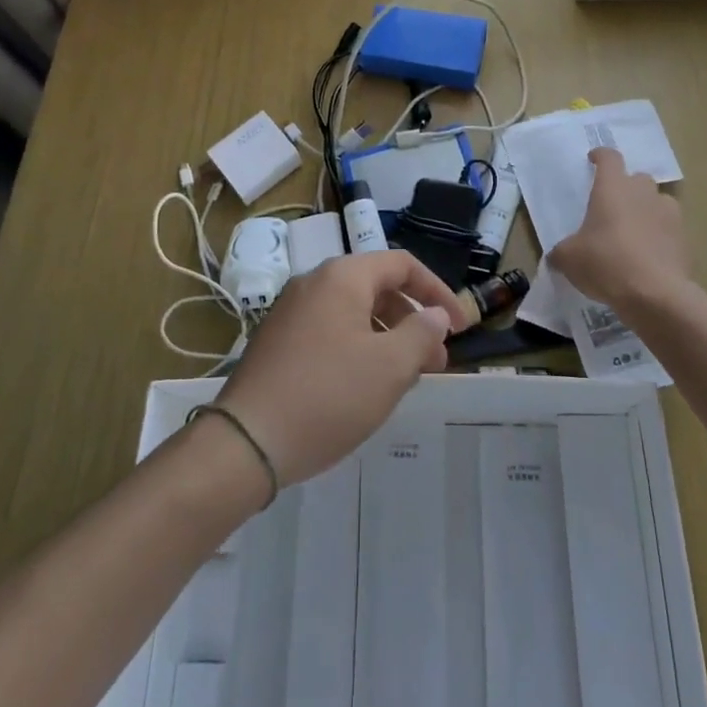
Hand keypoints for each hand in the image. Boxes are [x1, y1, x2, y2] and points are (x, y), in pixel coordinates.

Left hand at [215, 251, 470, 486]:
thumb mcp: (389, 368)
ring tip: (405, 378)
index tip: (461, 327)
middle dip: (412, 320)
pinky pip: (331, 330)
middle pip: (377, 287)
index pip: (402, 265)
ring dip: (387, 337)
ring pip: (354, 312)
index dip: (437, 292)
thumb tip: (435, 315)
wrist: (245, 441)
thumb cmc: (327, 396)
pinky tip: (365, 386)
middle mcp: (314, 282)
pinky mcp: (278, 340)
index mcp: (342, 277)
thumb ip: (421, 335)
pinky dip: (358, 347)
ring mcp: (291, 311)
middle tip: (436, 361)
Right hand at [549, 147, 691, 315]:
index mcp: (613, 188)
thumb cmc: (606, 263)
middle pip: (637, 178)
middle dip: (627, 188)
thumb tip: (558, 256)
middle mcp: (643, 193)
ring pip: (658, 203)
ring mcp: (669, 215)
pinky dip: (661, 239)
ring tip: (635, 233)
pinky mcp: (686, 240)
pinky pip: (671, 232)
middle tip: (613, 207)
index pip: (609, 157)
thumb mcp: (569, 259)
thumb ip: (562, 251)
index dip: (601, 156)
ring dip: (647, 211)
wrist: (657, 296)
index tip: (594, 160)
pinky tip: (650, 258)